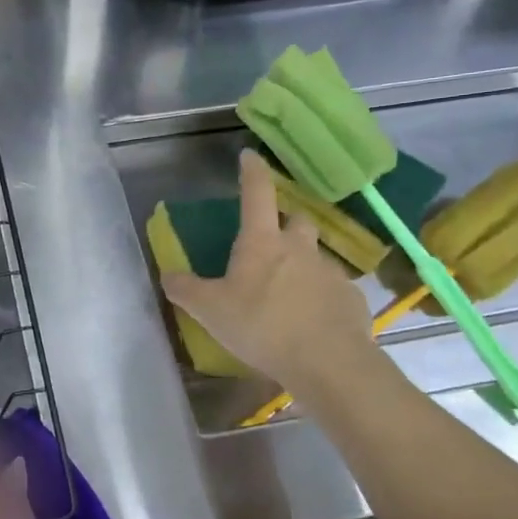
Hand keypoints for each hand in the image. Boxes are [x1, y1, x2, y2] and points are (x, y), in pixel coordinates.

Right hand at [162, 149, 376, 384]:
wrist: (328, 362)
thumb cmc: (262, 326)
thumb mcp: (210, 311)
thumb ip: (185, 290)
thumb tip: (167, 275)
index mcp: (262, 242)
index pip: (256, 194)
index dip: (252, 172)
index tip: (249, 156)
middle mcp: (299, 248)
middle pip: (296, 220)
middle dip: (285, 222)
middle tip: (271, 239)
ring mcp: (329, 272)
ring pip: (315, 256)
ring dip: (301, 264)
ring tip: (287, 292)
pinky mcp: (350, 299)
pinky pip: (332, 289)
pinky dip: (320, 297)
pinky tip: (310, 321)